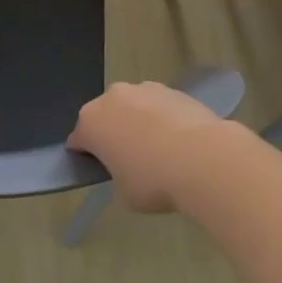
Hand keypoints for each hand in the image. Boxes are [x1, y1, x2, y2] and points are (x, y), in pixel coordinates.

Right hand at [68, 82, 231, 213]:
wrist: (203, 158)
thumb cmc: (154, 181)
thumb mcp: (124, 193)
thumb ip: (116, 177)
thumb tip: (128, 169)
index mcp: (90, 122)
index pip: (78, 140)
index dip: (87, 156)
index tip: (100, 170)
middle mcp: (111, 98)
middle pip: (105, 116)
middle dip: (113, 133)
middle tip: (130, 161)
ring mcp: (143, 89)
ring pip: (133, 107)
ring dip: (138, 122)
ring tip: (161, 150)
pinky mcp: (173, 89)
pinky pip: (159, 106)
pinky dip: (163, 119)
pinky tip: (181, 142)